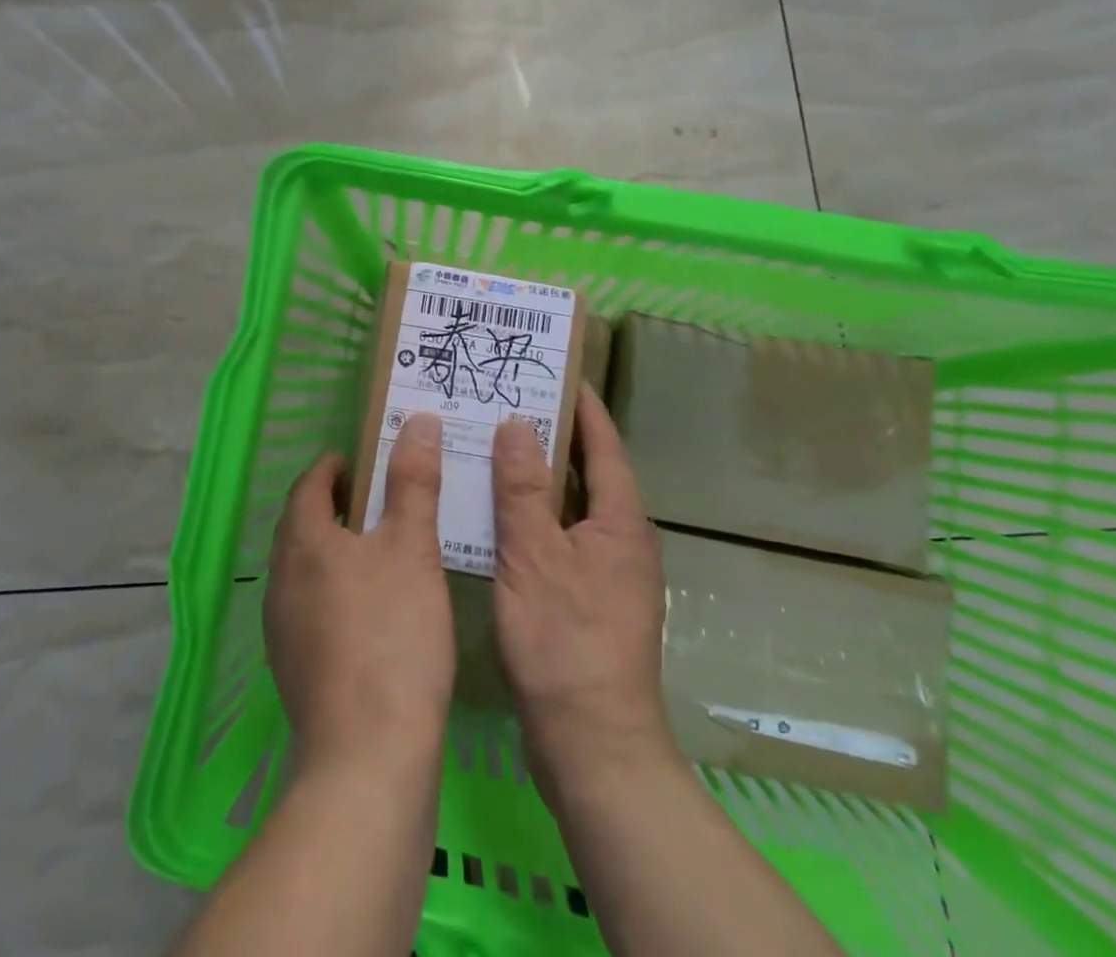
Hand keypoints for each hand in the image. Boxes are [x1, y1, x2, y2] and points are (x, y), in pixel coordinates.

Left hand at [265, 414, 455, 776]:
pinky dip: (335, 589)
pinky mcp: (294, 667)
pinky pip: (310, 606)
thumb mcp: (413, 547)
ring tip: (380, 550)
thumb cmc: (393, 635)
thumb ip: (413, 482)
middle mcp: (281, 578)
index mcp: (303, 541)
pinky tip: (371, 609)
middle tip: (380, 499)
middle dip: (336, 505)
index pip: (309, 484)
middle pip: (303, 524)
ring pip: (306, 567)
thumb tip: (416, 421)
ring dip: (335, 549)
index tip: (365, 460)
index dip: (335, 466)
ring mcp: (281, 627)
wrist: (368, 756)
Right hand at [491, 388, 672, 791]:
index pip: (603, 444)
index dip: (582, 405)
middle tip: (508, 402)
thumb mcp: (534, 557)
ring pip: (570, 506)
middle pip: (588, 471)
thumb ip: (524, 490)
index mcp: (619, 521)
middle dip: (553, 435)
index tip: (555, 370)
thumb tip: (518, 425)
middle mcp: (621, 540)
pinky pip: (559, 536)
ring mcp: (606, 573)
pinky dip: (532, 516)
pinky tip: (494, 514)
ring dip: (538, 477)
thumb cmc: (564, 641)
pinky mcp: (587, 599)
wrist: (592, 744)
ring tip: (493, 446)